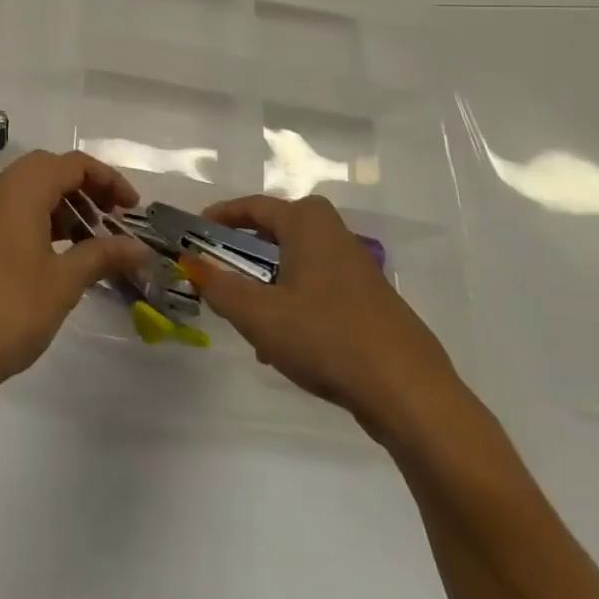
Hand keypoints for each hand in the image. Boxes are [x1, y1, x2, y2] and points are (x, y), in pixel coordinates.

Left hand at [0, 151, 151, 411]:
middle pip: (50, 170)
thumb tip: (140, 248)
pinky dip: (43, 220)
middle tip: (114, 220)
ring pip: (31, 190)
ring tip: (93, 241)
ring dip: (65, 206)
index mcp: (19, 190)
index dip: (108, 180)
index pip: (71, 164)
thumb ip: (103, 255)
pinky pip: (15, 211)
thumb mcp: (64, 281)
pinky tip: (62, 254)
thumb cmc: (10, 310)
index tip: (133, 210)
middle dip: (87, 189)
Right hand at [183, 194, 467, 444]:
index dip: (219, 217)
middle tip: (217, 276)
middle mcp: (332, 232)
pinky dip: (292, 302)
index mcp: (306, 222)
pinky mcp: (369, 298)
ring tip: (247, 319)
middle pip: (274, 233)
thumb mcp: (258, 314)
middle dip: (242, 255)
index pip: (252, 206)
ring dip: (266, 284)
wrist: (408, 392)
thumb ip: (218, 286)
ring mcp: (355, 266)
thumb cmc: (325, 337)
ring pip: (295, 263)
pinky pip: (316, 287)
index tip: (194, 233)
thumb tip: (191, 262)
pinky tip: (285, 344)